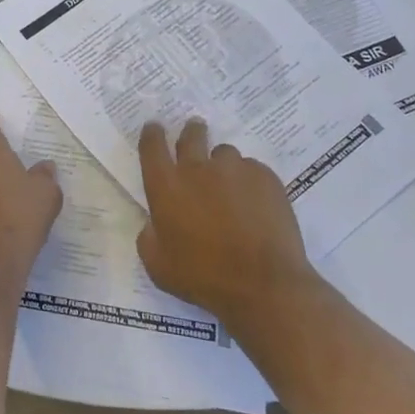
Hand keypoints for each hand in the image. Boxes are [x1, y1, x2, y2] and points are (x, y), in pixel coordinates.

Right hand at [136, 119, 320, 332]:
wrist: (263, 285)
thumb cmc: (204, 277)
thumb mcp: (159, 266)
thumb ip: (149, 237)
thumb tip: (154, 224)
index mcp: (166, 186)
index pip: (152, 145)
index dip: (152, 133)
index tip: (155, 128)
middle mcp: (197, 168)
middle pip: (191, 135)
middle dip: (191, 131)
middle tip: (195, 133)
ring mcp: (234, 169)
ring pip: (225, 154)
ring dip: (222, 165)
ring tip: (231, 186)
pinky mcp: (265, 176)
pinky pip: (252, 169)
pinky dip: (249, 181)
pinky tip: (256, 204)